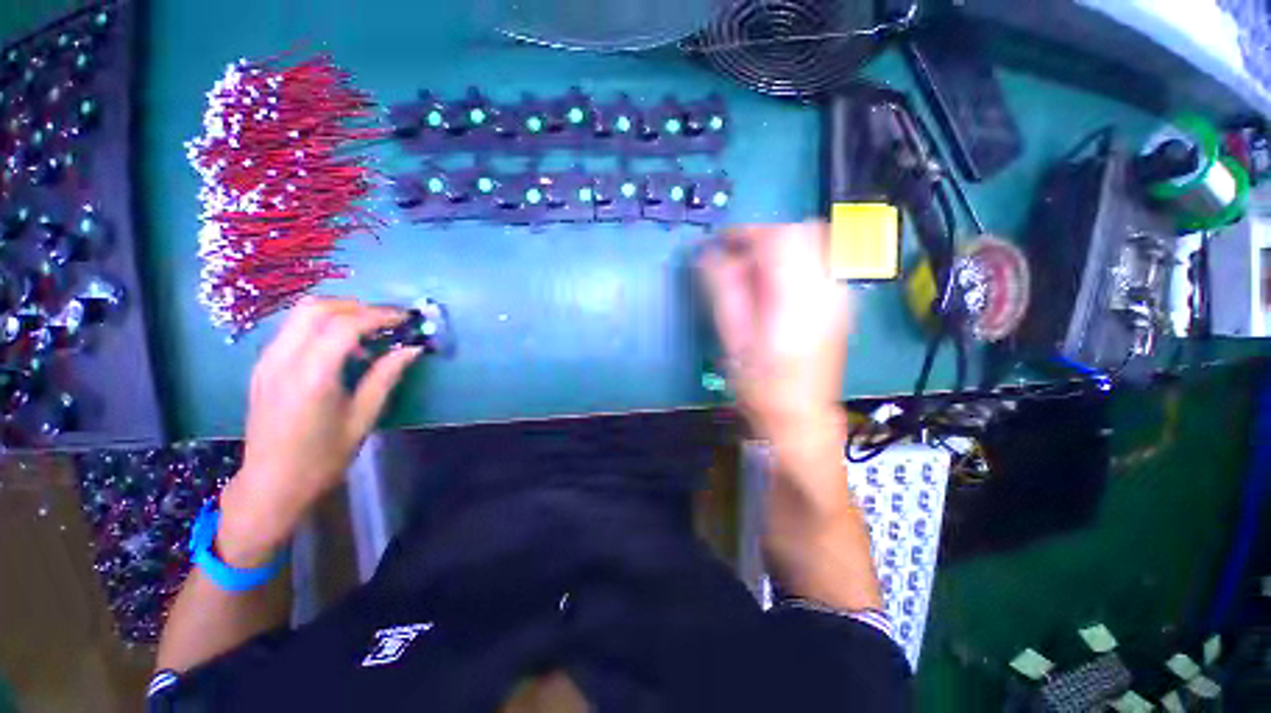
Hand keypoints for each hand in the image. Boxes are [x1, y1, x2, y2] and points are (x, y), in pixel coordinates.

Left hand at [218, 298, 420, 565]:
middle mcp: (282, 360)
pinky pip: (293, 329)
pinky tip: (342, 348)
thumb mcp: (363, 418)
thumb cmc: (323, 457)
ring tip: (369, 331)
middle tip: (387, 320)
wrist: (272, 484)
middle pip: (316, 308)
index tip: (406, 318)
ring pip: (301, 314)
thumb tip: (412, 349)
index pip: (344, 326)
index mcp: (310, 376)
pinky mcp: (263, 366)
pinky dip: (322, 325)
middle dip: (357, 306)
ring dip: (339, 312)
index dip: (379, 316)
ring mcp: (267, 361)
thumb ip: (385, 376)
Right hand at [698, 222, 851, 447]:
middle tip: (735, 260)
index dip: (745, 232)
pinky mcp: (839, 305)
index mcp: (798, 298)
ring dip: (777, 251)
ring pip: (811, 246)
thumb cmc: (761, 386)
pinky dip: (790, 265)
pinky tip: (771, 291)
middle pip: (801, 233)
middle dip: (763, 238)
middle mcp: (828, 289)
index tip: (720, 242)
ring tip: (751, 277)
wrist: (801, 418)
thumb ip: (723, 291)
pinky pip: (817, 265)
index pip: (779, 238)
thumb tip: (709, 256)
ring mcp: (839, 296)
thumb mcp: (733, 339)